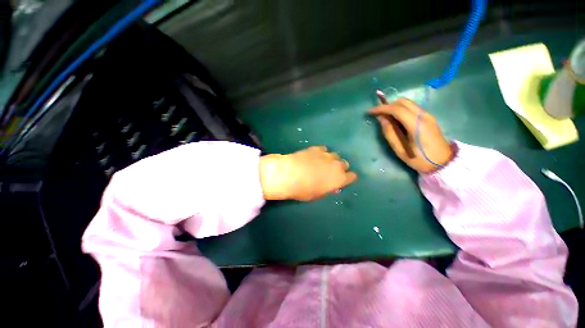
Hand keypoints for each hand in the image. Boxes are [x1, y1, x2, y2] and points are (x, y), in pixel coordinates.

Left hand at [259, 146, 357, 200]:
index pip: (352, 176)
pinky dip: (322, 153)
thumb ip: (327, 189)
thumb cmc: (304, 190)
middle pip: (345, 164)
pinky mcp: (316, 148)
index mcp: (339, 179)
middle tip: (331, 172)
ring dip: (331, 160)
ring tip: (322, 163)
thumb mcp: (318, 195)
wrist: (290, 174)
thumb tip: (332, 187)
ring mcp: (326, 155)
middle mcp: (336, 165)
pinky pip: (324, 149)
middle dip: (340, 168)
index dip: (348, 178)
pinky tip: (314, 156)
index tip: (343, 180)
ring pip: (335, 155)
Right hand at [369, 98, 453, 173]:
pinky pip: (412, 108)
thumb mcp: (400, 150)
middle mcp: (424, 116)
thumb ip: (389, 133)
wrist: (443, 163)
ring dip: (395, 107)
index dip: (382, 108)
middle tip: (378, 115)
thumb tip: (381, 119)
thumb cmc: (419, 159)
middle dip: (388, 105)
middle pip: (403, 102)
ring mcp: (428, 115)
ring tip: (386, 118)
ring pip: (408, 103)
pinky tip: (396, 120)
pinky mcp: (429, 117)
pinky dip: (401, 110)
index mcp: (417, 125)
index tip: (370, 111)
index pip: (397, 109)